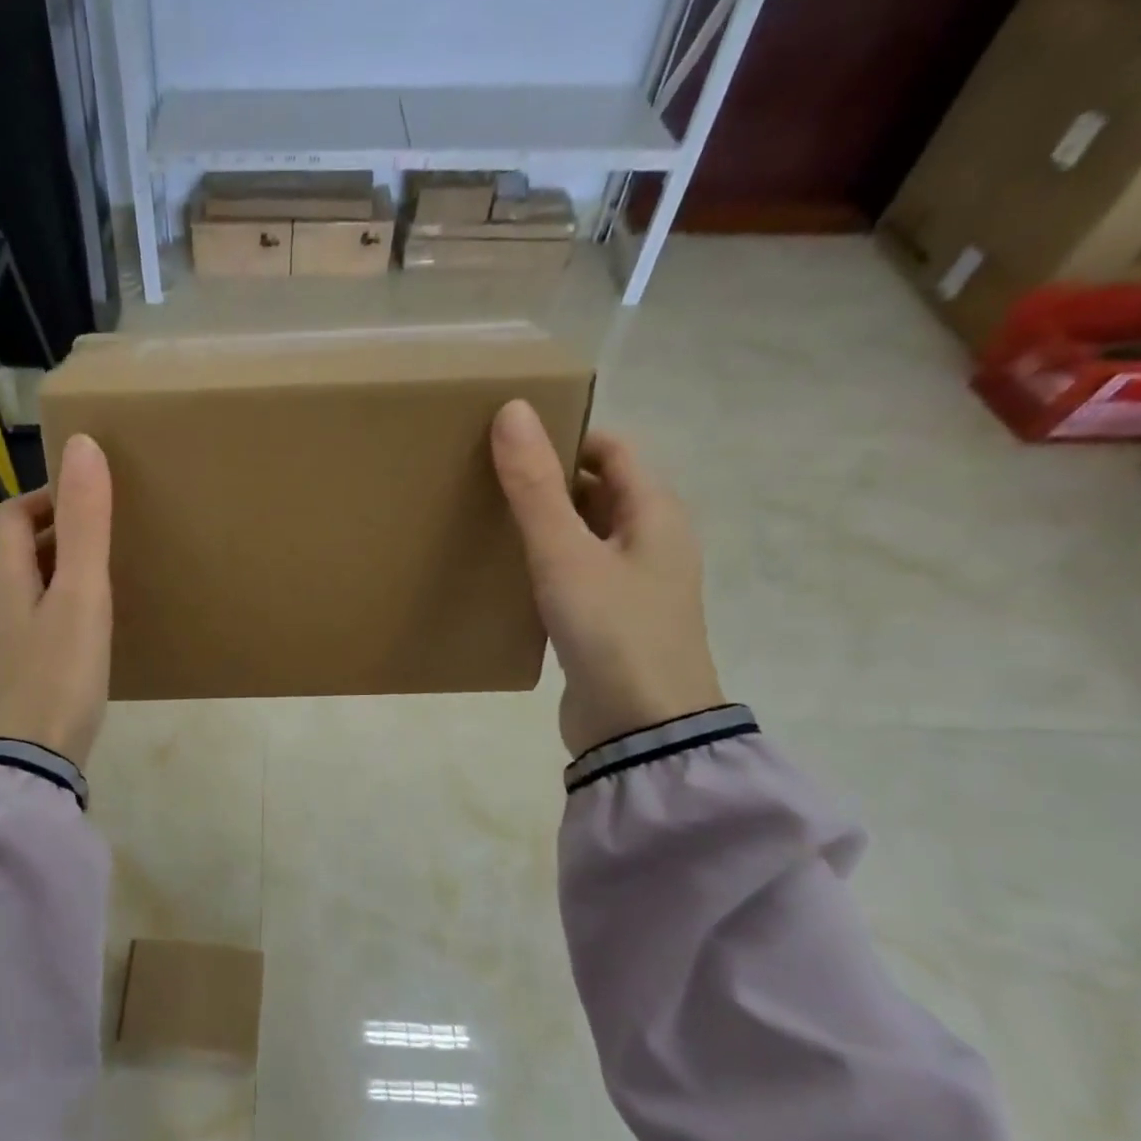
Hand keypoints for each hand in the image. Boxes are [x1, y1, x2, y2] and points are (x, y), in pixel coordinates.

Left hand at [0, 434, 112, 768]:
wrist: (28, 764)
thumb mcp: (81, 595)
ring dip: (58, 573)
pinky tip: (86, 633)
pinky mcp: (10, 675)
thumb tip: (82, 446)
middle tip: (107, 538)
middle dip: (56, 533)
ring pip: (25, 589)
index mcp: (1, 577)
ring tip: (103, 581)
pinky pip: (31, 622)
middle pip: (16, 550)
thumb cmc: (57, 674)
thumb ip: (85, 524)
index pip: (11, 513)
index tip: (92, 499)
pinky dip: (57, 609)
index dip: (48, 496)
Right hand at [491, 402, 724, 757]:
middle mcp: (650, 542)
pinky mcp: (608, 620)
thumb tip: (513, 410)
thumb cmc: (612, 631)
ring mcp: (631, 584)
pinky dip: (544, 563)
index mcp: (655, 514)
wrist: (640, 730)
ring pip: (583, 534)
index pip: (613, 449)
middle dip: (547, 479)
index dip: (566, 435)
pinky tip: (504, 572)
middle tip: (485, 476)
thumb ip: (535, 486)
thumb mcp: (565, 554)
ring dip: (543, 523)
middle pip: (598, 490)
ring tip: (485, 518)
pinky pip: (574, 573)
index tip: (510, 439)